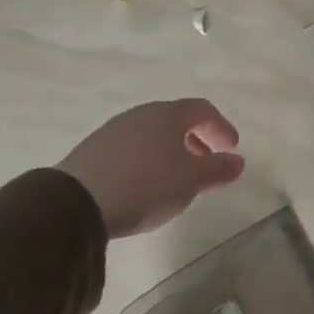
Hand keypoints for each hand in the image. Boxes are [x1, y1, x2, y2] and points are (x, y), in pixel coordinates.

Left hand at [55, 99, 244, 238]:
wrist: (75, 203)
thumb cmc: (146, 185)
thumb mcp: (191, 181)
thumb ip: (218, 169)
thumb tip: (237, 161)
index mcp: (168, 114)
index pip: (202, 110)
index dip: (221, 127)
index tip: (232, 148)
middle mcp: (141, 115)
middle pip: (175, 121)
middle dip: (195, 141)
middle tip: (206, 164)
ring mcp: (113, 131)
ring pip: (151, 135)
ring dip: (170, 152)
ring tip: (176, 179)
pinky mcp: (93, 151)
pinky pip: (131, 149)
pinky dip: (147, 161)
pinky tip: (145, 185)